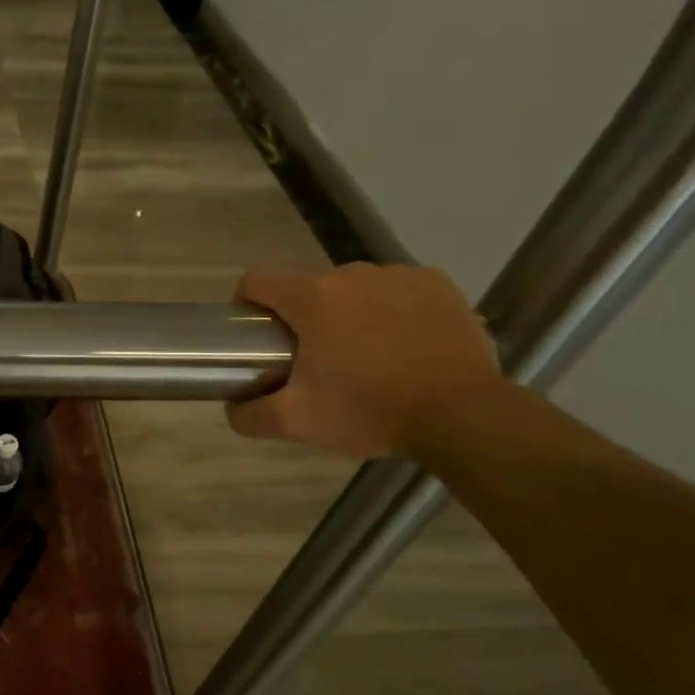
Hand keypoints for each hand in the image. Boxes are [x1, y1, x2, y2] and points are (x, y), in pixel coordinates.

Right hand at [227, 263, 502, 458]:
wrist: (463, 416)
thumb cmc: (370, 411)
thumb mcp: (296, 422)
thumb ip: (249, 415)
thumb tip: (232, 407)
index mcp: (311, 297)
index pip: (256, 281)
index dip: (246, 306)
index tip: (257, 337)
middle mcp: (351, 272)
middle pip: (306, 287)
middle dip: (303, 318)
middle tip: (316, 362)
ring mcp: (399, 274)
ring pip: (352, 289)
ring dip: (348, 313)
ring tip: (366, 357)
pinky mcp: (438, 284)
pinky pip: (396, 290)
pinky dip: (391, 311)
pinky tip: (403, 345)